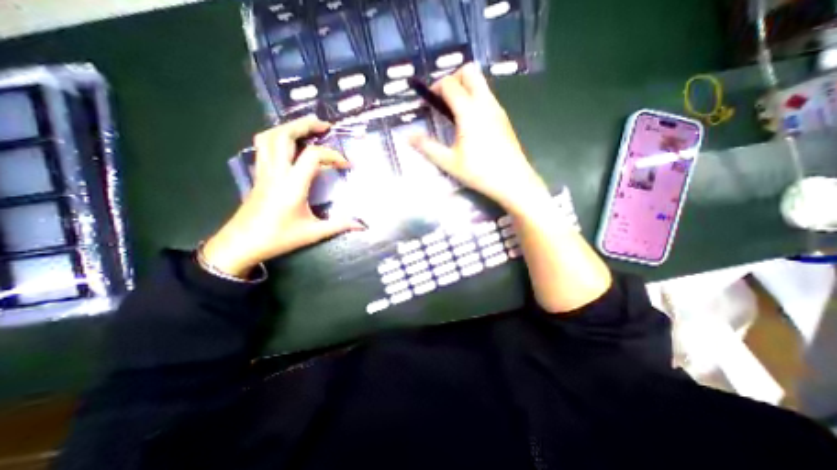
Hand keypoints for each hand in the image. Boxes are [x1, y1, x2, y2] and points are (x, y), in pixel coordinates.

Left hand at [203, 116, 366, 276]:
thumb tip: (362, 226)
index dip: (332, 155)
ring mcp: (264, 171)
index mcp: (292, 185)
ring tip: (307, 127)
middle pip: (283, 135)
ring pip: (269, 137)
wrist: (242, 243)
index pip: (312, 156)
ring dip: (288, 127)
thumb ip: (339, 225)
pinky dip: (277, 137)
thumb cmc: (279, 237)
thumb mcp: (313, 233)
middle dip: (304, 125)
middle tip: (324, 125)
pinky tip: (290, 144)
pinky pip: (264, 146)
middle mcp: (276, 172)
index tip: (346, 165)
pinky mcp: (259, 174)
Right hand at [412, 62, 554, 216]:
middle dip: (453, 78)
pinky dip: (475, 99)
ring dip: (465, 89)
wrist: (513, 180)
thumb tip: (408, 137)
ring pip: (481, 83)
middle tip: (443, 101)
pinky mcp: (503, 117)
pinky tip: (470, 123)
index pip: (449, 84)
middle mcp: (484, 102)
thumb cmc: (479, 171)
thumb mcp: (449, 162)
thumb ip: (427, 147)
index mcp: (468, 111)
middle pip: (469, 72)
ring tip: (454, 113)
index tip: (427, 102)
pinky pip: (487, 97)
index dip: (435, 88)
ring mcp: (497, 108)